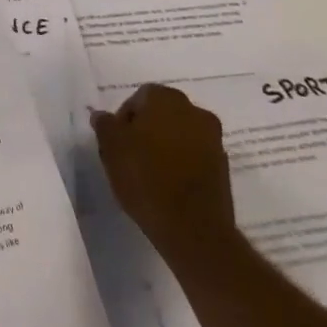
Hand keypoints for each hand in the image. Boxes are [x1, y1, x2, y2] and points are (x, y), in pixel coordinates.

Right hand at [91, 84, 236, 253]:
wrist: (193, 229)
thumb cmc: (146, 178)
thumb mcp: (111, 148)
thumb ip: (105, 125)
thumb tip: (103, 116)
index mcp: (167, 98)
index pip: (138, 98)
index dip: (123, 120)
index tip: (116, 144)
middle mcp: (195, 111)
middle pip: (161, 114)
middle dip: (145, 131)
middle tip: (129, 157)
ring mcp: (213, 140)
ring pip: (179, 135)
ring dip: (165, 147)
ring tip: (148, 174)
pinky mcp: (223, 168)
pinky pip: (194, 157)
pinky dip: (181, 164)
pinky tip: (168, 186)